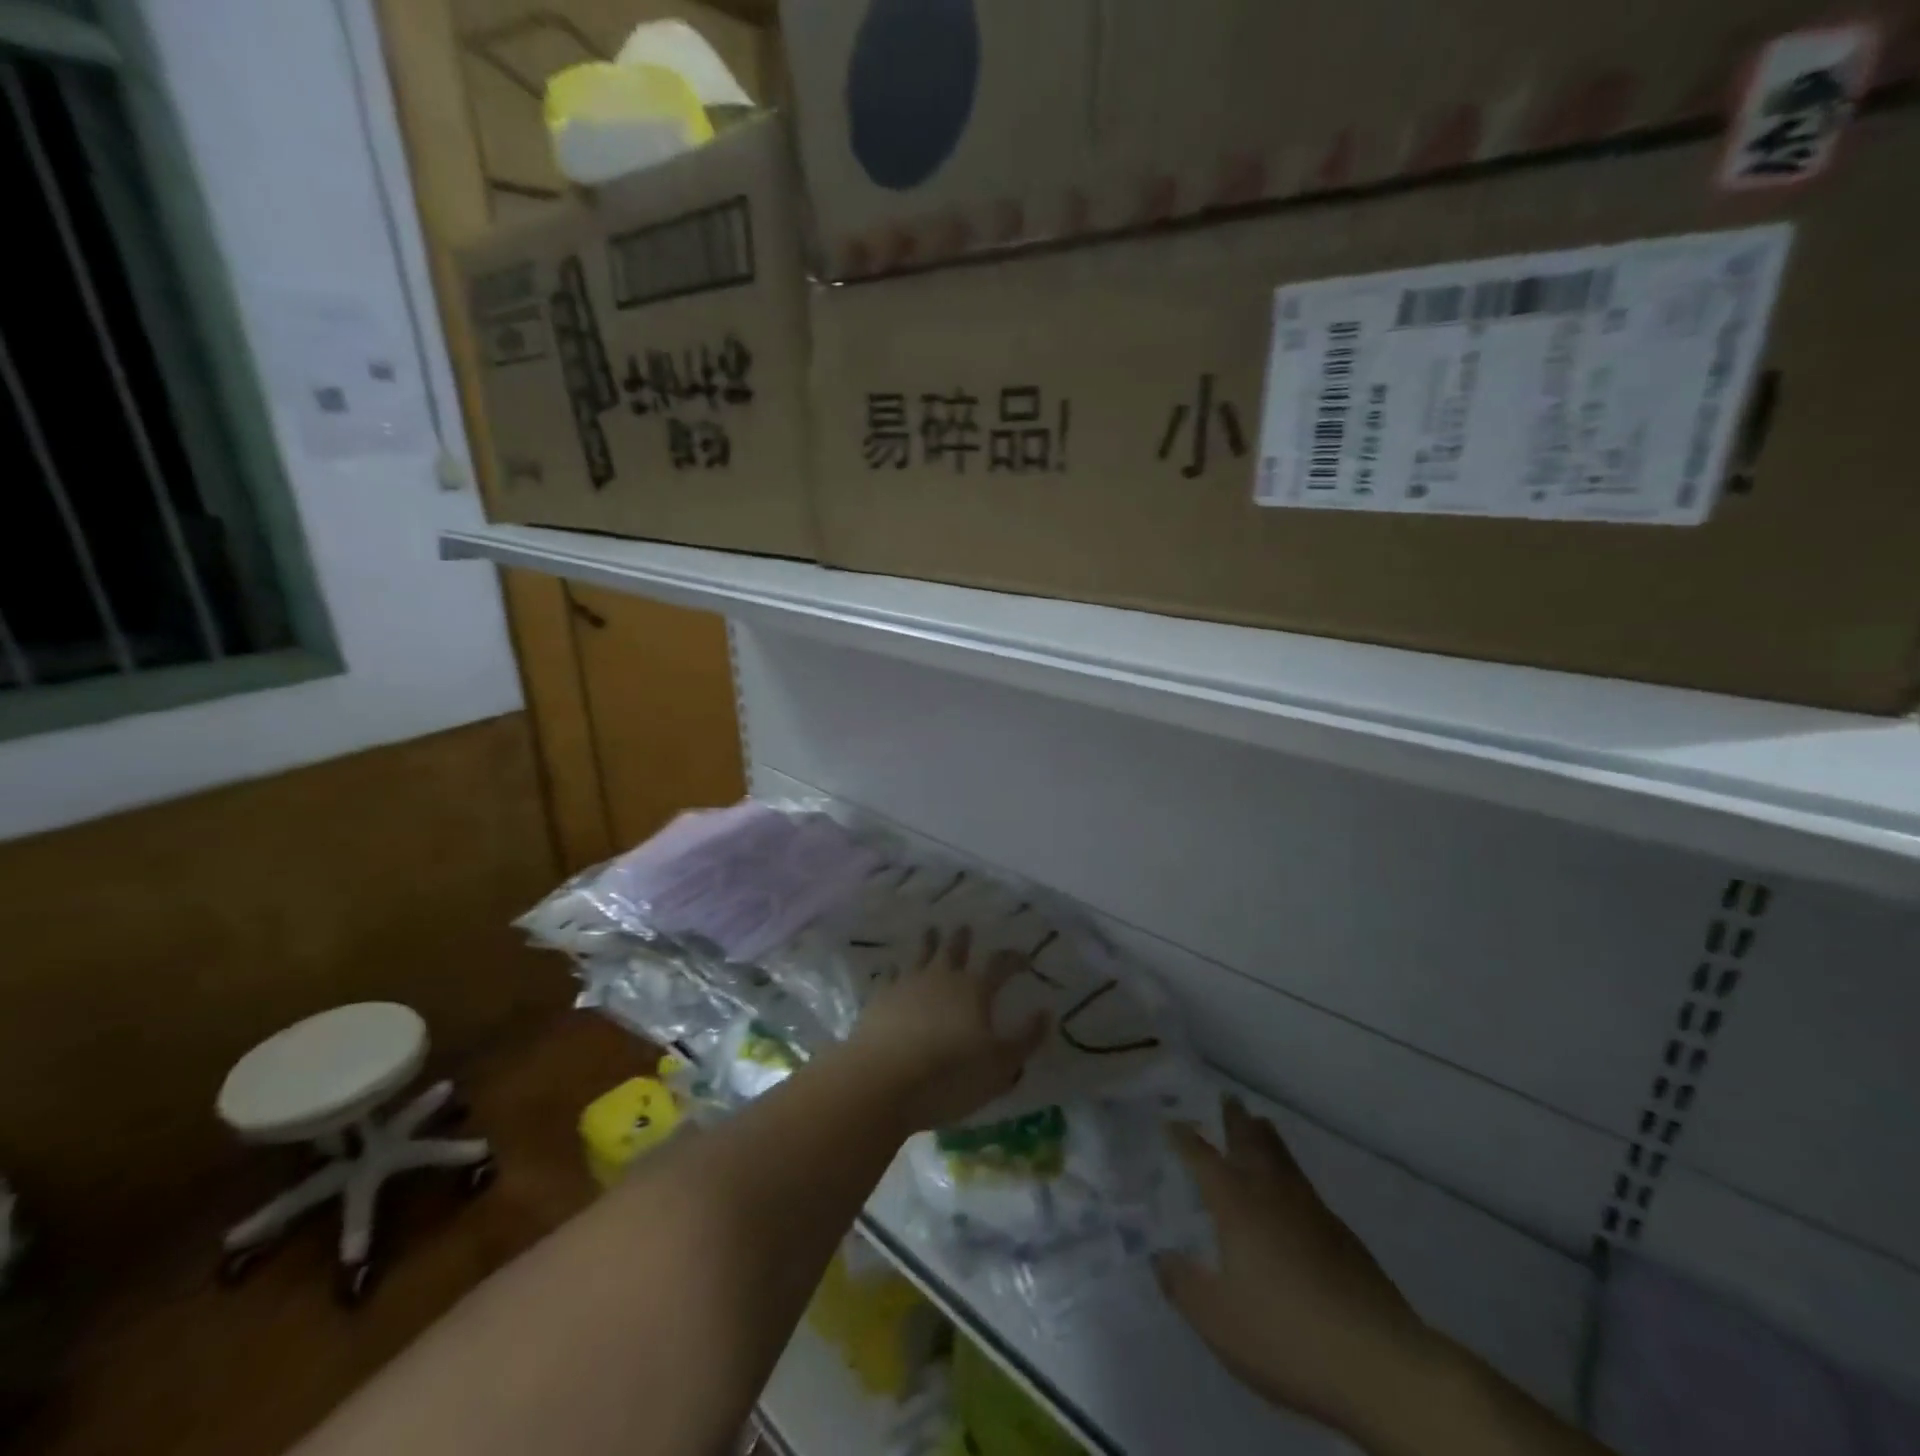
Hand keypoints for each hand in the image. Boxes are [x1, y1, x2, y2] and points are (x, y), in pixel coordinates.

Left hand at [844, 925, 1049, 1132]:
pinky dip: (896, 970)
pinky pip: (890, 976)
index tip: (1023, 957)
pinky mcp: (880, 999)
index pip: (999, 965)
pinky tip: (894, 970)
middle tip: (965, 928)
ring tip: (931, 931)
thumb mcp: (1000, 1067)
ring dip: (928, 942)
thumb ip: (1025, 1039)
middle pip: (954, 950)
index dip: (1013, 959)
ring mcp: (907, 984)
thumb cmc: (950, 1076)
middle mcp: (942, 978)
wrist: (883, 1081)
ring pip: (921, 955)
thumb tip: (1046, 1012)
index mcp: (974, 990)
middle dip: (963, 939)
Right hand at [1154, 1097, 1436, 1438]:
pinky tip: (1293, 1193)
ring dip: (1267, 1138)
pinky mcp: (1343, 1237)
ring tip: (1260, 1124)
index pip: (1203, 1159)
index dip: (1184, 1139)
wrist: (1378, 1361)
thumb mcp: (1217, 1321)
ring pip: (1284, 1160)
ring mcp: (1312, 1212)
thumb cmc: (1285, 1334)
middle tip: (1228, 1098)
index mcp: (1236, 1205)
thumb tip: (1160, 1256)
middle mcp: (1272, 1195)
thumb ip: (1183, 1286)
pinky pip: (1306, 1188)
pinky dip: (1291, 1174)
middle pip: (1252, 1143)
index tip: (1170, 1122)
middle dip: (1236, 1120)